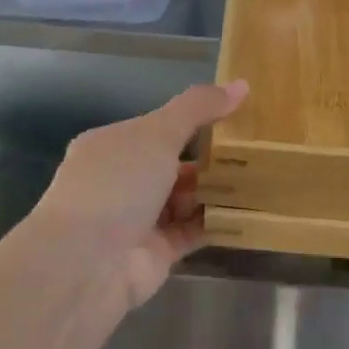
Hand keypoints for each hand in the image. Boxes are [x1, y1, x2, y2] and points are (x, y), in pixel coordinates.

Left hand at [32, 80, 249, 311]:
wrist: (87, 263)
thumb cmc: (116, 185)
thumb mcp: (158, 134)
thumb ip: (197, 109)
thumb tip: (240, 84)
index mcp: (110, 146)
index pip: (155, 128)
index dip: (192, 121)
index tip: (233, 117)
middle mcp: (120, 181)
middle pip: (171, 164)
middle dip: (209, 158)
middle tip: (255, 149)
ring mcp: (136, 219)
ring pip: (184, 199)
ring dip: (216, 191)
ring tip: (260, 176)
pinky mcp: (156, 252)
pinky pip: (192, 231)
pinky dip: (216, 222)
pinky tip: (250, 211)